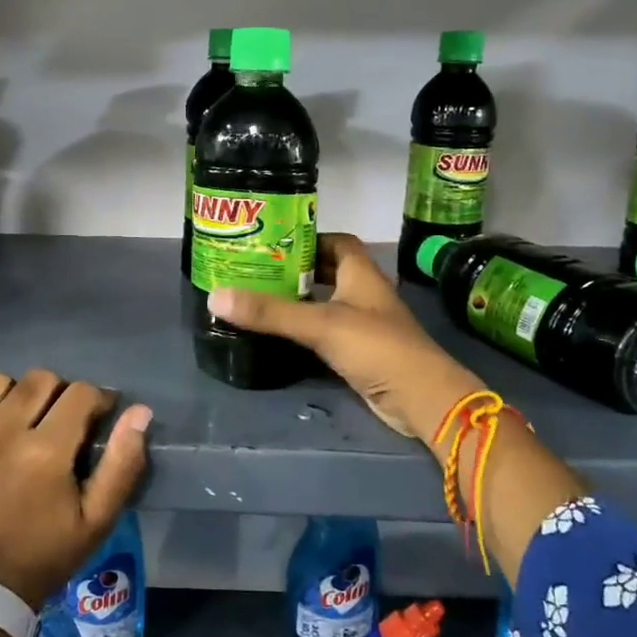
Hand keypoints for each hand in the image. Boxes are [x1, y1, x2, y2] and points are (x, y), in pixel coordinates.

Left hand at [0, 369, 150, 607]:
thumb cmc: (44, 556)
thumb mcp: (98, 521)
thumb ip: (123, 464)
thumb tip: (139, 412)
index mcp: (45, 453)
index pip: (81, 393)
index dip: (96, 401)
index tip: (96, 418)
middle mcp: (0, 434)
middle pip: (40, 380)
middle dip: (58, 395)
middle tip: (57, 424)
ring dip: (13, 396)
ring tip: (16, 423)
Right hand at [209, 233, 485, 440]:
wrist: (420, 398)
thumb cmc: (376, 347)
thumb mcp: (320, 324)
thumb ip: (270, 312)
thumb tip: (215, 297)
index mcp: (360, 273)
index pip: (336, 241)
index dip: (307, 238)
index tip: (272, 243)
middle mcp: (363, 292)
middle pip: (327, 271)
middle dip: (295, 269)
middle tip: (256, 271)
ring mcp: (363, 323)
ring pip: (326, 302)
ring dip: (299, 300)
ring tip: (259, 298)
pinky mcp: (359, 351)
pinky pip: (327, 331)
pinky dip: (305, 328)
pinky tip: (280, 333)